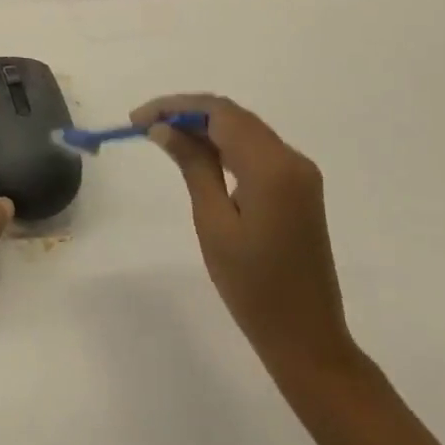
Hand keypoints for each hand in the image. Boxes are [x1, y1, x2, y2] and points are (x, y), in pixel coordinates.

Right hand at [132, 95, 359, 379]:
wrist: (307, 338)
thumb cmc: (253, 287)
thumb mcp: (213, 223)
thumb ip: (193, 166)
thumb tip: (164, 128)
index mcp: (271, 166)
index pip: (219, 113)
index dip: (175, 106)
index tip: (137, 119)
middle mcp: (291, 158)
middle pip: (234, 116)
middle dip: (187, 113)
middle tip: (144, 126)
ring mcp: (300, 173)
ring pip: (245, 130)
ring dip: (205, 128)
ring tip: (162, 137)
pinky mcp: (299, 187)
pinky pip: (257, 151)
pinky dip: (225, 145)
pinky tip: (198, 156)